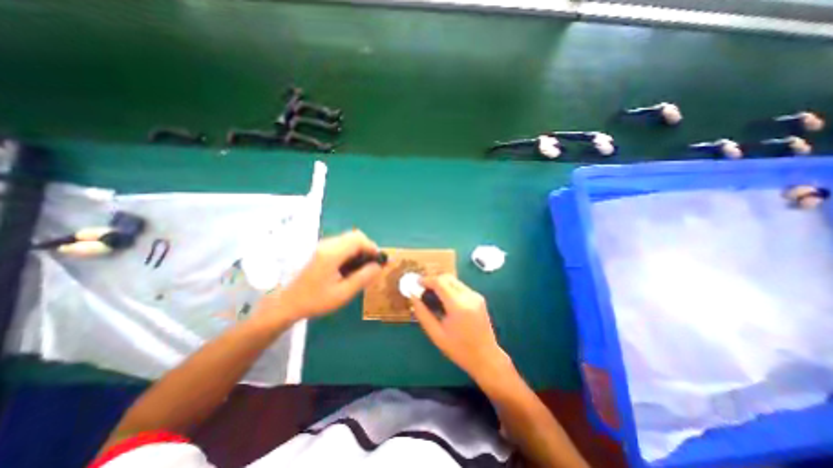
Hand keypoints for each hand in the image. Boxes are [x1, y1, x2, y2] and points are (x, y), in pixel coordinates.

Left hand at [256, 229, 381, 324]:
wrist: (287, 303)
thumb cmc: (315, 300)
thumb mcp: (343, 293)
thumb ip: (363, 277)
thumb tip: (379, 266)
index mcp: (332, 254)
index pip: (358, 239)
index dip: (373, 247)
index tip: (379, 261)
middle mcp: (327, 244)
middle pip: (355, 236)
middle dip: (367, 248)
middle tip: (372, 265)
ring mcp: (323, 246)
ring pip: (349, 239)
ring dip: (360, 250)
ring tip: (362, 268)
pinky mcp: (321, 250)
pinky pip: (342, 245)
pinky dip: (352, 252)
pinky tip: (350, 268)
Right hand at [409, 276, 508, 381]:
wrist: (486, 357)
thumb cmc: (459, 349)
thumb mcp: (436, 335)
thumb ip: (423, 314)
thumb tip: (413, 297)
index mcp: (458, 305)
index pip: (440, 282)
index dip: (426, 280)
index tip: (416, 284)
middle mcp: (469, 296)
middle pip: (447, 278)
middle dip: (434, 280)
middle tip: (423, 290)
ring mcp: (476, 296)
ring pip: (454, 281)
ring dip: (442, 284)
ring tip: (433, 296)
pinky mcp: (479, 298)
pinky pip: (460, 287)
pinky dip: (450, 288)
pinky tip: (445, 301)